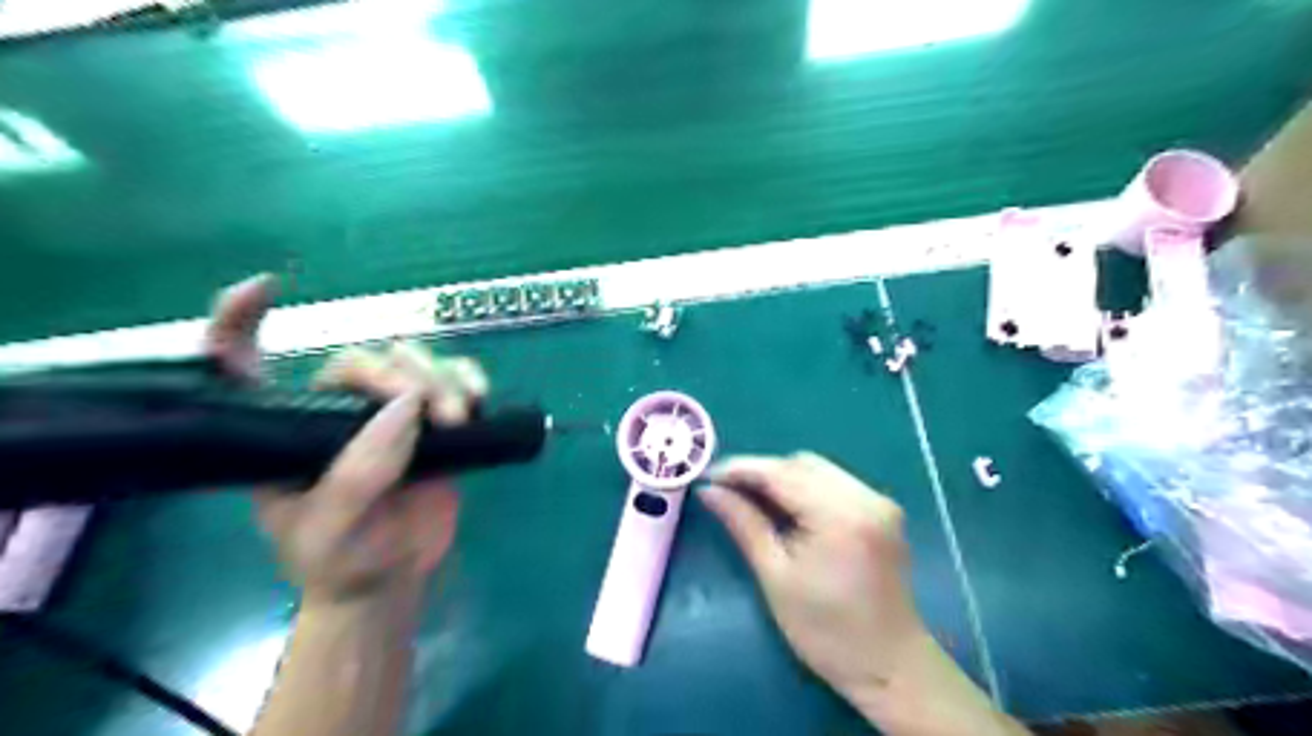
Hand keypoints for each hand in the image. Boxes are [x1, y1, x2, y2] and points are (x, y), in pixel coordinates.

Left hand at [200, 276, 487, 609]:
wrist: (390, 579)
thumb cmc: (339, 560)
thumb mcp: (331, 529)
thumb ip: (360, 471)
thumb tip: (407, 404)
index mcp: (283, 430)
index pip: (244, 367)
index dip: (240, 323)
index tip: (266, 288)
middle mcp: (335, 411)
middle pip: (362, 358)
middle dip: (397, 374)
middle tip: (429, 412)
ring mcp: (389, 414)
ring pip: (415, 363)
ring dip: (441, 379)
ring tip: (458, 418)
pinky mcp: (434, 421)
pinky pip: (454, 380)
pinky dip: (469, 379)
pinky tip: (479, 397)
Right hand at [702, 453, 924, 700]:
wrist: (891, 668)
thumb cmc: (827, 633)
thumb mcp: (776, 577)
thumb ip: (743, 524)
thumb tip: (709, 491)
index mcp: (840, 515)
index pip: (781, 473)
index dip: (741, 469)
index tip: (708, 475)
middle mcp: (865, 497)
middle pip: (802, 463)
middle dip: (762, 472)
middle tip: (727, 491)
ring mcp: (879, 501)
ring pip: (818, 469)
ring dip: (783, 478)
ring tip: (752, 500)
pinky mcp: (883, 511)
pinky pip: (835, 483)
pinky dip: (805, 488)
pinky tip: (787, 509)